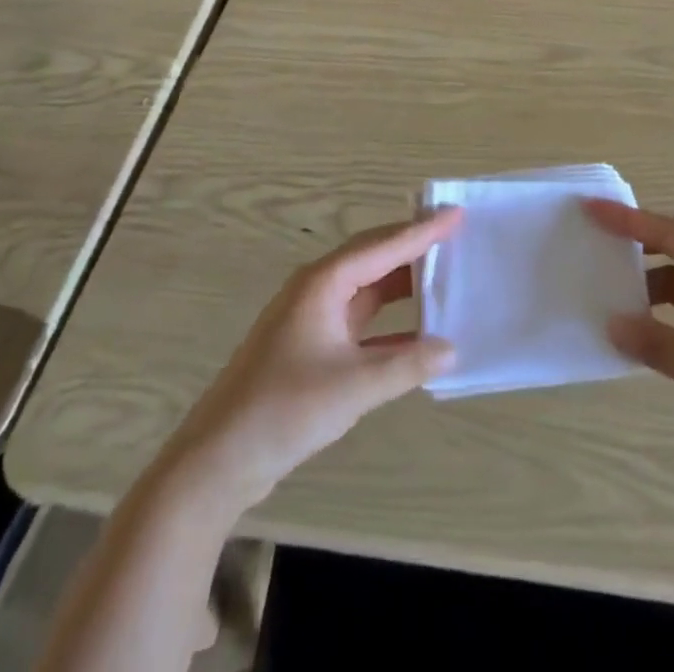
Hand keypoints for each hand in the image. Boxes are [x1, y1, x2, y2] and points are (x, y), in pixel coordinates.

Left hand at [160, 210, 461, 510]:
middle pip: (373, 258)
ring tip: (442, 275)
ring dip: (402, 285)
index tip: (456, 213)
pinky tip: (418, 334)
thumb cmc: (284, 409)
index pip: (383, 247)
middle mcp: (317, 290)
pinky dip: (389, 323)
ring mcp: (312, 318)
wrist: (218, 459)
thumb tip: (451, 349)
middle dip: (413, 247)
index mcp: (324, 283)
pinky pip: (360, 320)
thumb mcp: (353, 386)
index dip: (422, 231)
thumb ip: (407, 364)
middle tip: (454, 236)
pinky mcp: (311, 347)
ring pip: (367, 289)